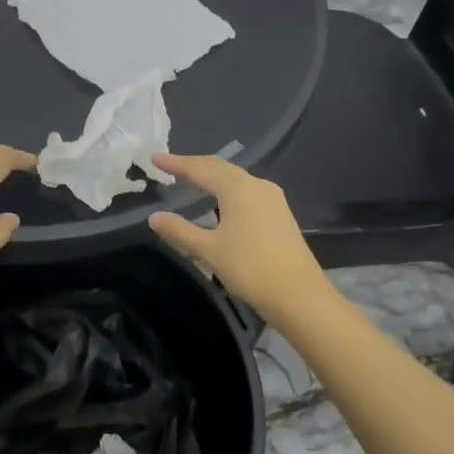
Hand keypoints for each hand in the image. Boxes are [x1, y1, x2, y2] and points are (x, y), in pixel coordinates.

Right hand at [147, 154, 334, 320]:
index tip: (155, 159)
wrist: (299, 295)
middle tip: (170, 167)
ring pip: (236, 179)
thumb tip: (154, 217)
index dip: (176, 163)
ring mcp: (273, 199)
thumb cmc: (249, 268)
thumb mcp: (208, 250)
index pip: (201, 168)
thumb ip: (179, 230)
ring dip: (212, 178)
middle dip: (194, 166)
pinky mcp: (280, 214)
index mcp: (238, 188)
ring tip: (192, 181)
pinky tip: (220, 202)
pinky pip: (247, 192)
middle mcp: (257, 185)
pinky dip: (227, 190)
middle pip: (220, 168)